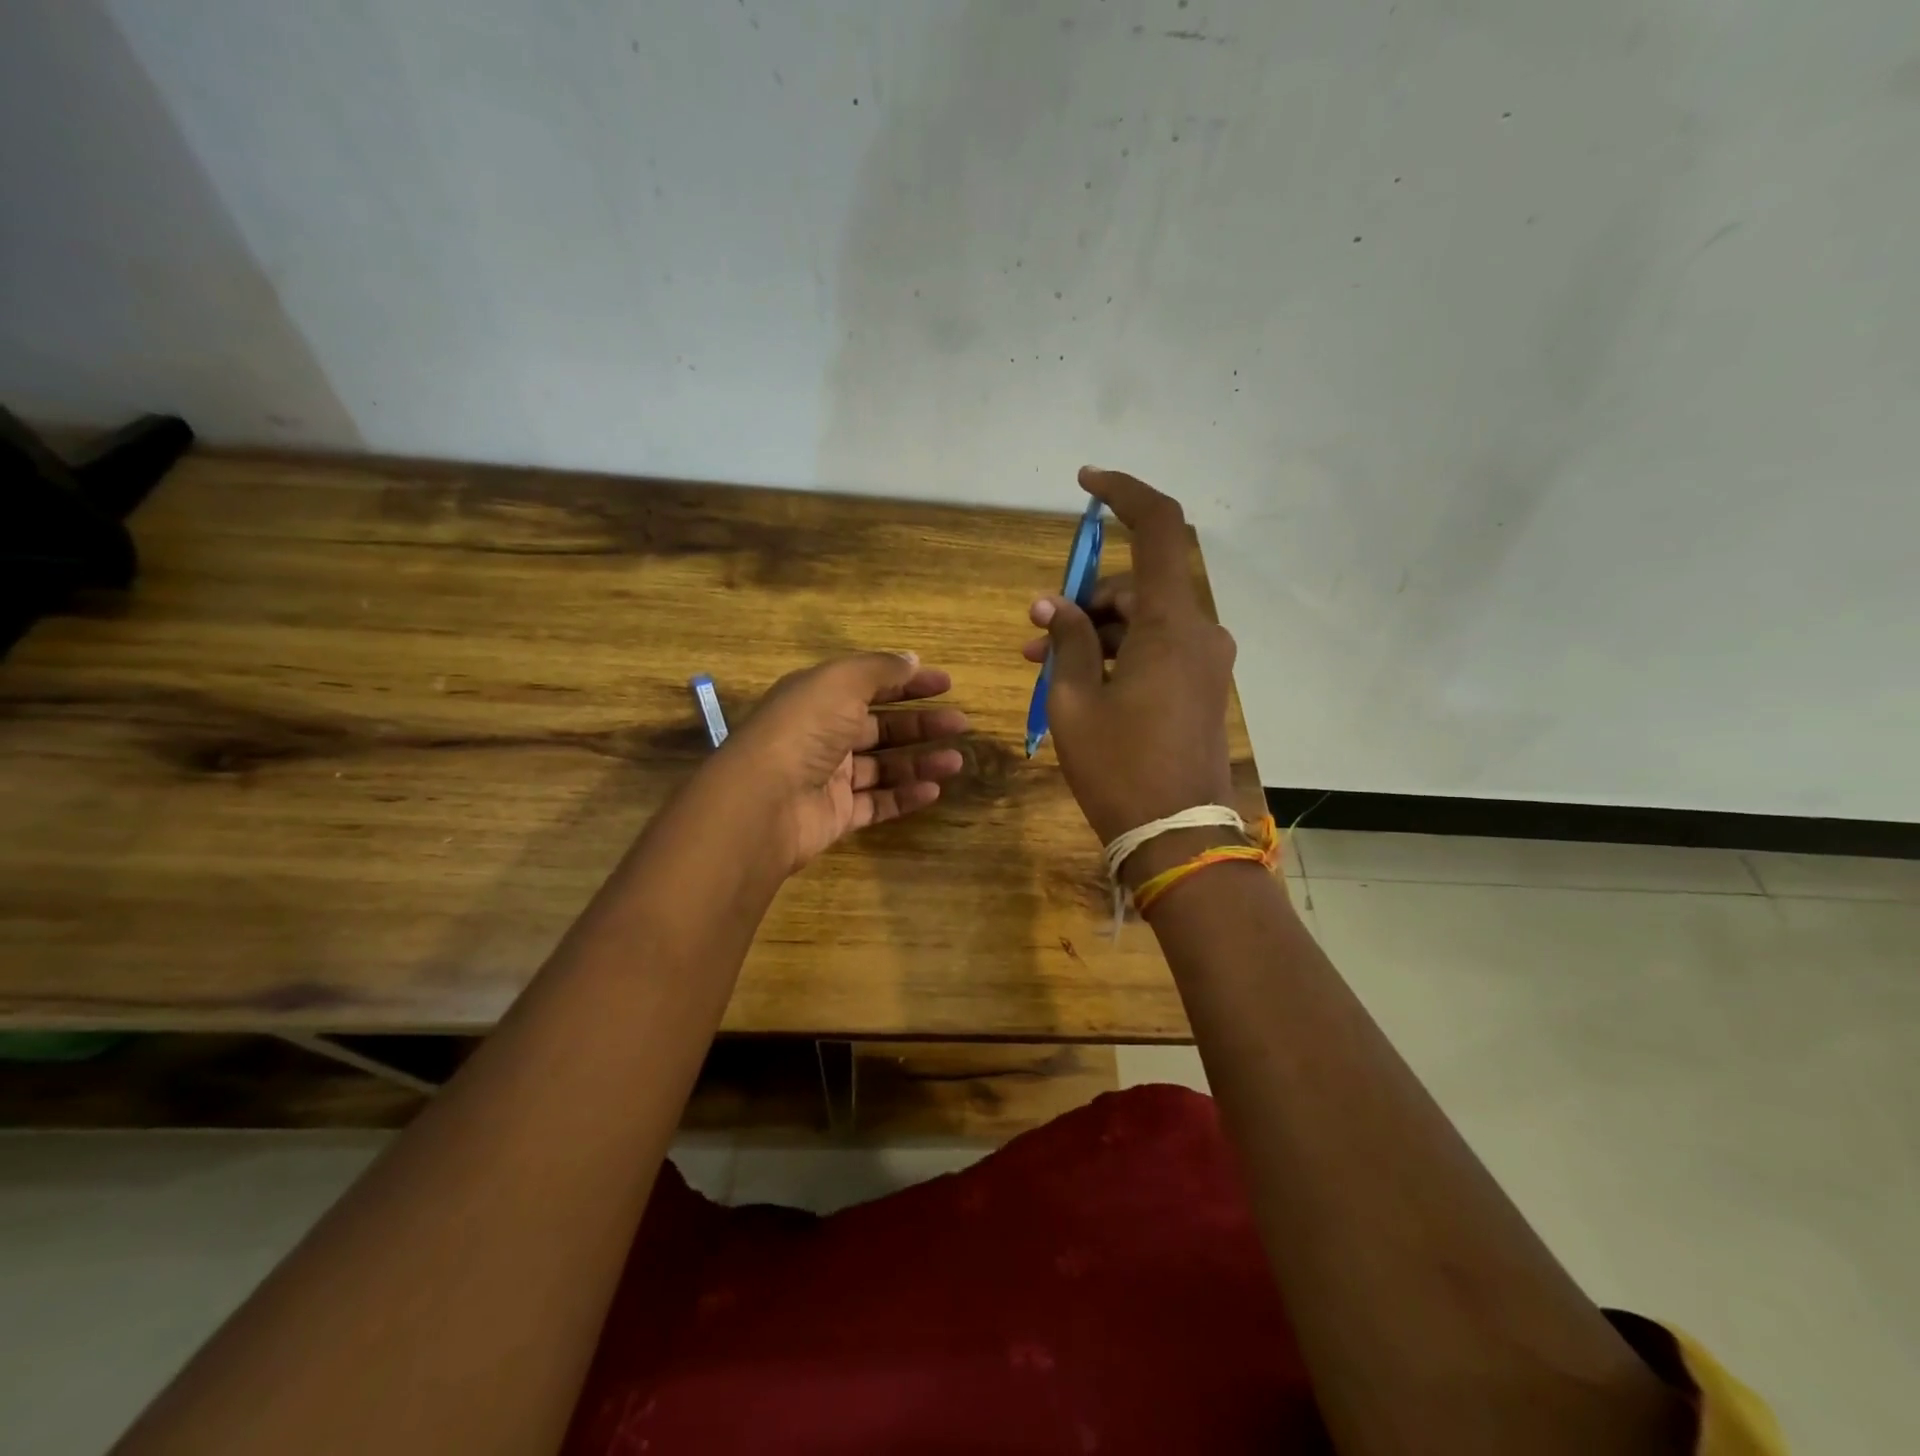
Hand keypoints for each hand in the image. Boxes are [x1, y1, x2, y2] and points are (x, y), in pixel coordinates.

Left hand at [717, 652, 967, 872]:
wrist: (765, 801)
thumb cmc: (804, 729)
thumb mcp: (842, 682)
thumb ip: (880, 669)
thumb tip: (912, 660)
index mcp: (819, 698)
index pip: (870, 684)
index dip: (908, 683)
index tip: (947, 686)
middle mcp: (824, 734)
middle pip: (881, 727)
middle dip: (921, 724)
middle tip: (960, 724)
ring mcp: (830, 777)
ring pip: (884, 767)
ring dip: (920, 762)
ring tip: (956, 762)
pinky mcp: (836, 814)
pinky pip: (878, 803)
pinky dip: (905, 797)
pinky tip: (933, 791)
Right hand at [1023, 468, 1237, 866]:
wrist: (1177, 837)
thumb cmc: (1120, 768)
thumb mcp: (1075, 701)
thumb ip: (1067, 642)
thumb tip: (1054, 606)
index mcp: (1172, 624)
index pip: (1159, 528)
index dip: (1125, 492)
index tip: (1085, 482)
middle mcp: (1200, 632)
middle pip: (1139, 585)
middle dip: (1084, 599)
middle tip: (1036, 632)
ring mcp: (1205, 661)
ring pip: (1145, 620)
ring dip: (1096, 631)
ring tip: (1044, 663)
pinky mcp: (1201, 686)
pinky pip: (1157, 648)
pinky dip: (1119, 652)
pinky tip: (1081, 680)